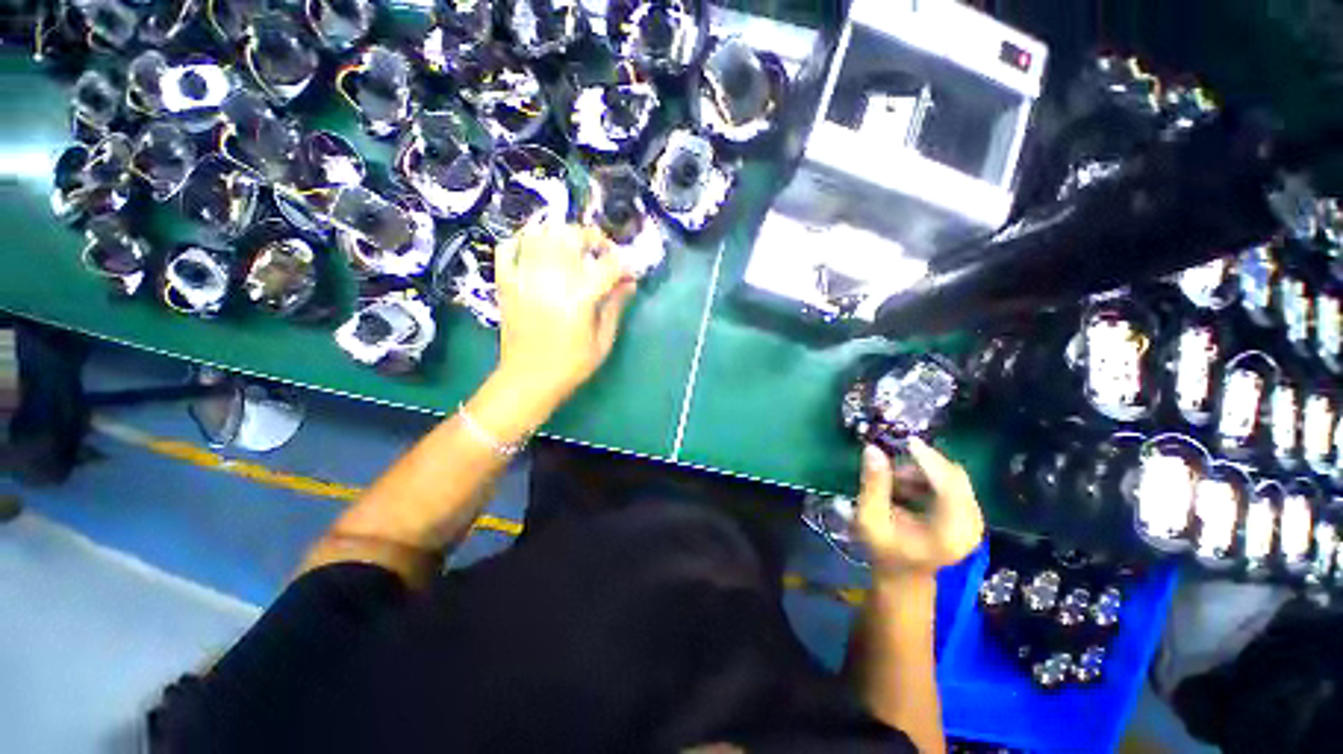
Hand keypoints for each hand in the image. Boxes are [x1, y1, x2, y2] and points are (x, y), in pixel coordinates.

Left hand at [494, 221, 636, 406]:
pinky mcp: (506, 284)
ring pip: (540, 235)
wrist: (527, 381)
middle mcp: (551, 281)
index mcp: (579, 298)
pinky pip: (507, 249)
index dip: (623, 264)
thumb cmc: (571, 366)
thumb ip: (615, 307)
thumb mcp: (602, 341)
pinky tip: (536, 246)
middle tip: (603, 250)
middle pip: (571, 237)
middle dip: (592, 237)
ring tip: (572, 245)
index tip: (629, 271)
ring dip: (560, 233)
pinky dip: (521, 240)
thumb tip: (629, 284)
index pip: (607, 266)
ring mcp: (524, 279)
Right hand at [855, 438, 983, 578]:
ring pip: (954, 478)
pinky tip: (908, 487)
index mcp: (951, 533)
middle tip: (893, 466)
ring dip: (924, 472)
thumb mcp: (870, 519)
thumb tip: (872, 449)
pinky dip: (929, 478)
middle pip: (955, 478)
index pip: (949, 488)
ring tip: (895, 482)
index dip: (930, 462)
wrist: (904, 576)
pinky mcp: (970, 515)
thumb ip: (873, 485)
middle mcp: (972, 526)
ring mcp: (974, 520)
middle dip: (924, 465)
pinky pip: (953, 484)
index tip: (908, 441)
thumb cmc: (884, 550)